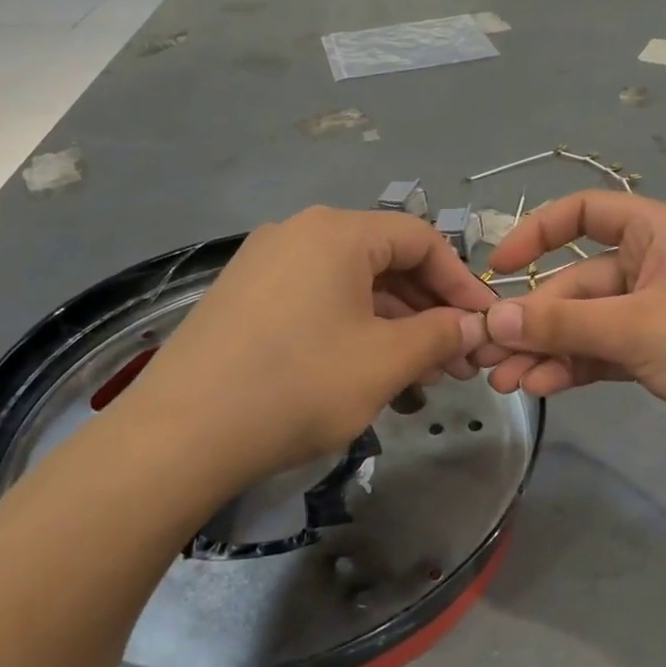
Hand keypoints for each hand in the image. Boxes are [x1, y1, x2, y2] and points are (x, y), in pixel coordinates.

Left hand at [125, 207, 495, 488]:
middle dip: (429, 312)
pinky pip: (317, 305)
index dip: (461, 282)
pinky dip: (353, 334)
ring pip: (351, 289)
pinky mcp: (244, 301)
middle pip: (385, 263)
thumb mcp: (385, 361)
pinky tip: (369, 378)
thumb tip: (472, 325)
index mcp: (336, 232)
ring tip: (421, 379)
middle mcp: (299, 234)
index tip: (484, 325)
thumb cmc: (299, 385)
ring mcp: (265, 266)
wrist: (181, 434)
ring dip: (394, 329)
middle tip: (458, 362)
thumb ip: (439, 335)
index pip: (421, 239)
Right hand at [479, 192, 665, 457]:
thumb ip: (564, 323)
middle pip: (579, 282)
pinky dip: (576, 365)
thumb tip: (495, 317)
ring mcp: (659, 311)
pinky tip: (543, 387)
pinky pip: (606, 350)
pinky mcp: (662, 351)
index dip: (537, 233)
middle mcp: (655, 264)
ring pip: (589, 322)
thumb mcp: (638, 329)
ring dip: (549, 348)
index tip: (500, 268)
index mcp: (658, 233)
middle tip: (490, 352)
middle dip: (536, 319)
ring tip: (506, 381)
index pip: (586, 212)